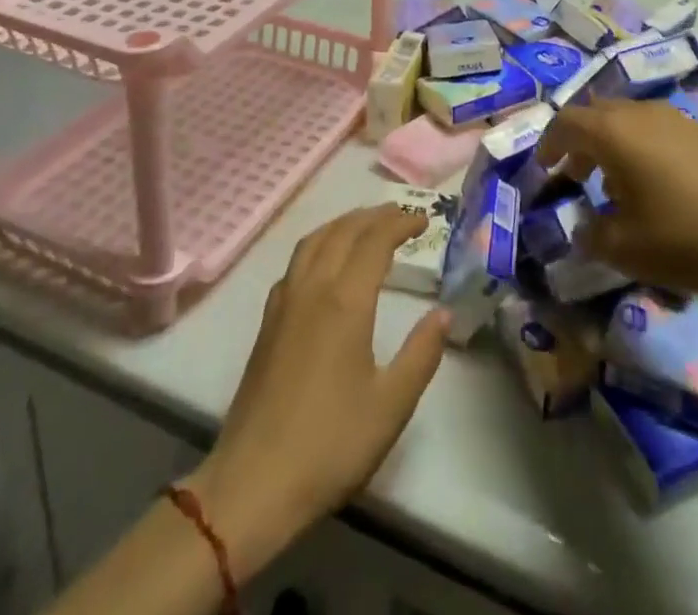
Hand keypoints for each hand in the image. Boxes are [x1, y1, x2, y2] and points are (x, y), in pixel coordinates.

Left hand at [183, 207, 448, 579]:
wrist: (253, 482)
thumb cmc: (330, 444)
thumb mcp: (391, 405)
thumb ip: (421, 354)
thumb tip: (444, 313)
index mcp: (345, 301)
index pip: (374, 241)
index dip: (400, 223)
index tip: (424, 220)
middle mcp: (312, 288)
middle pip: (343, 231)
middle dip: (374, 216)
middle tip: (401, 214)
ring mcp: (284, 302)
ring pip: (314, 241)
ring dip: (343, 224)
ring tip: (366, 225)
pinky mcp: (268, 321)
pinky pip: (296, 261)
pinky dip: (319, 244)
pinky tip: (325, 262)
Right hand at [537, 98, 697, 294]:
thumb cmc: (689, 233)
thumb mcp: (628, 248)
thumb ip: (593, 237)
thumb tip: (582, 230)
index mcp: (612, 132)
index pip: (565, 122)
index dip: (548, 144)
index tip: (544, 170)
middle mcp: (638, 113)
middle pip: (595, 115)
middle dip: (578, 143)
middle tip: (573, 175)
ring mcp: (674, 118)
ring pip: (626, 122)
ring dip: (610, 147)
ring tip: (613, 188)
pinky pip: (653, 131)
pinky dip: (639, 150)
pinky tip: (655, 189)